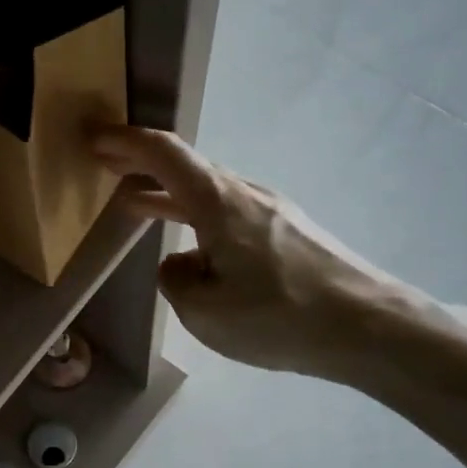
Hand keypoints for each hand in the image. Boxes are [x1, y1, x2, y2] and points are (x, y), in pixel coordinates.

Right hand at [90, 125, 466, 395]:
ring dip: (171, 195)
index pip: (164, 154)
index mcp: (218, 203)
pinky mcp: (292, 232)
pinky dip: (200, 216)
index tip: (96, 140)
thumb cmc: (278, 316)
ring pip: (210, 192)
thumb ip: (176, 281)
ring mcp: (274, 211)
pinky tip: (196, 247)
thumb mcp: (203, 310)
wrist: (370, 327)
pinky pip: (232, 213)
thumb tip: (182, 263)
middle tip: (107, 167)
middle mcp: (246, 194)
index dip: (127, 143)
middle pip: (188, 168)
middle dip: (144, 166)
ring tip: (139, 205)